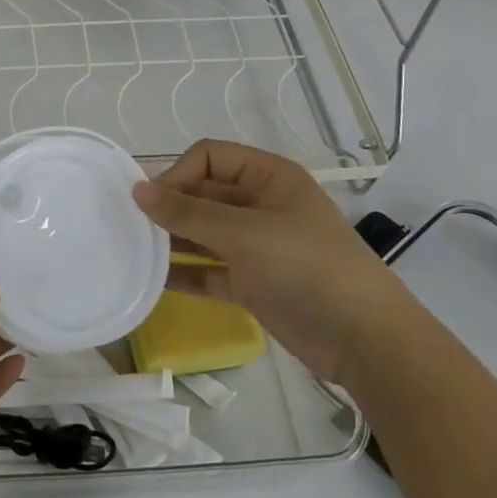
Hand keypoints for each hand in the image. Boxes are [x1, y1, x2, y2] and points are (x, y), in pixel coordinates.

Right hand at [131, 139, 412, 384]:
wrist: (365, 340)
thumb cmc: (307, 267)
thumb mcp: (244, 234)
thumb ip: (187, 213)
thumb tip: (137, 190)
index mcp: (268, 177)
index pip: (209, 157)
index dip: (177, 173)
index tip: (152, 202)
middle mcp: (260, 205)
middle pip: (202, 194)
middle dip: (169, 207)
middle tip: (131, 226)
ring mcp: (256, 246)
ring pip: (203, 233)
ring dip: (172, 240)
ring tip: (134, 251)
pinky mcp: (253, 282)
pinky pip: (209, 270)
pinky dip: (185, 273)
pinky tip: (154, 281)